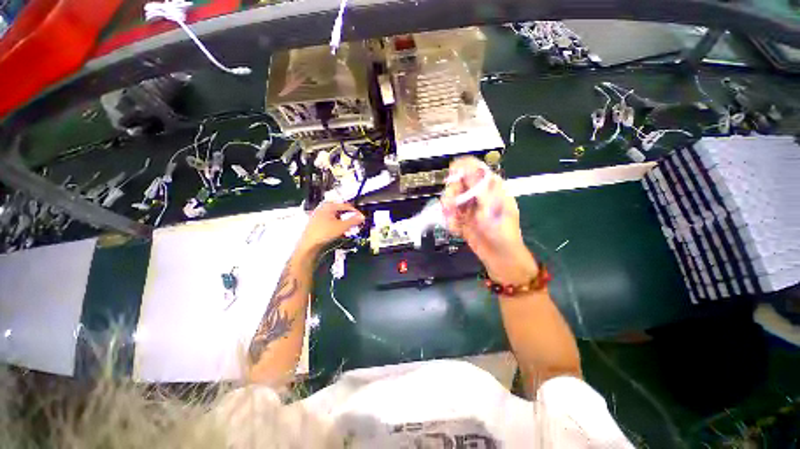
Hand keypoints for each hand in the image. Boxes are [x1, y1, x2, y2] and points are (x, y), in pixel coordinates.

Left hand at [298, 202, 364, 254]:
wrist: (308, 245)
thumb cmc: (324, 233)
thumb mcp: (342, 227)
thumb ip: (353, 221)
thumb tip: (362, 217)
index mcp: (329, 206)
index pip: (346, 206)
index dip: (355, 212)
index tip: (361, 218)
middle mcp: (323, 208)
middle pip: (341, 211)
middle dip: (349, 218)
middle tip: (355, 225)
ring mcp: (318, 215)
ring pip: (336, 217)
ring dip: (344, 223)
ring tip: (349, 230)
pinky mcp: (316, 223)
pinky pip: (330, 222)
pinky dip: (337, 226)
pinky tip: (340, 233)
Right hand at [441, 157, 536, 284]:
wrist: (499, 257)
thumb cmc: (502, 231)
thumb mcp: (493, 208)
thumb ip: (480, 187)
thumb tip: (468, 167)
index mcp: (490, 187)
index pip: (473, 167)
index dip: (460, 168)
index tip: (451, 177)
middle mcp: (477, 194)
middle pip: (457, 183)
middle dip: (451, 194)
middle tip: (451, 206)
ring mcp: (468, 206)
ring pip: (450, 199)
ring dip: (449, 210)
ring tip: (454, 222)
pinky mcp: (461, 218)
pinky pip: (449, 215)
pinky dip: (450, 222)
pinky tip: (457, 230)